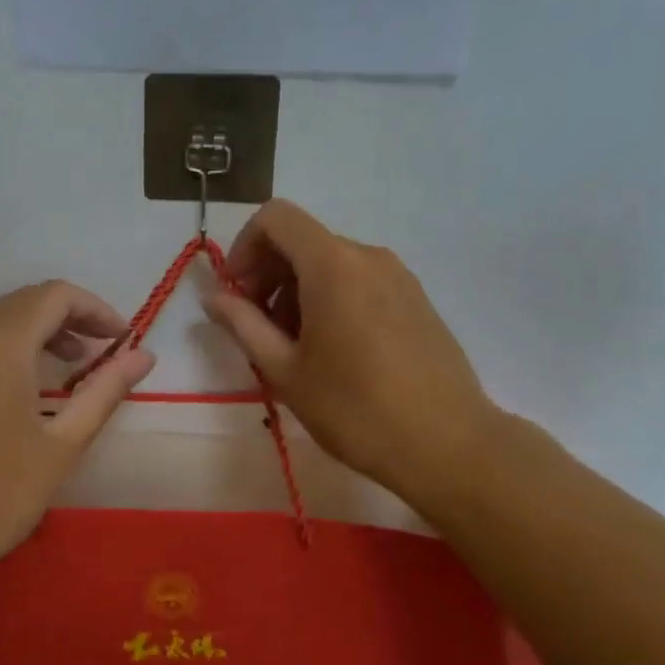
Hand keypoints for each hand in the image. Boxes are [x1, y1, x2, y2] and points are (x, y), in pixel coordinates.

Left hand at [0, 281, 154, 583]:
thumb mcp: (63, 445)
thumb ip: (106, 390)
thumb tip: (144, 355)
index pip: (55, 295)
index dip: (95, 309)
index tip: (120, 339)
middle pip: (21, 301)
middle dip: (65, 317)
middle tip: (95, 353)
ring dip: (30, 329)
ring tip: (59, 366)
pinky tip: (8, 384)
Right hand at [205, 200, 500, 509]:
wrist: (450, 446)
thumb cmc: (356, 409)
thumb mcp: (285, 371)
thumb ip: (243, 324)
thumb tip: (213, 297)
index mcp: (333, 265)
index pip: (275, 218)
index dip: (244, 247)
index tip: (238, 294)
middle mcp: (368, 256)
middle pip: (302, 240)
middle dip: (268, 274)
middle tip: (258, 328)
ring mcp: (398, 275)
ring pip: (330, 262)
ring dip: (297, 290)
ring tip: (295, 347)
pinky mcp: (416, 298)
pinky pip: (359, 279)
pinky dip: (330, 298)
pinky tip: (333, 350)